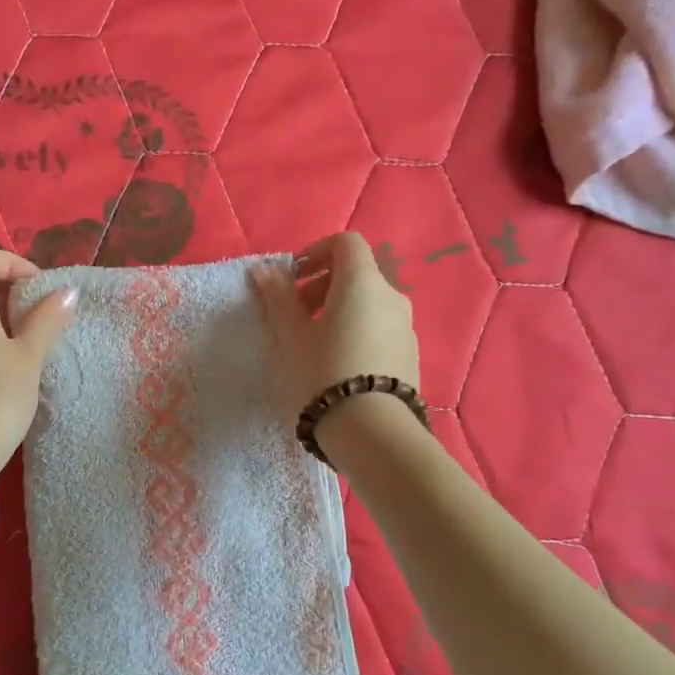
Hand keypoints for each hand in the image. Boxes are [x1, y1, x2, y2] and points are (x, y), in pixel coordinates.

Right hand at [250, 233, 420, 422]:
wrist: (372, 431)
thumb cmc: (324, 373)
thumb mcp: (292, 335)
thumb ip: (278, 297)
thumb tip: (263, 269)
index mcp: (363, 282)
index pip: (346, 243)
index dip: (316, 252)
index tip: (293, 278)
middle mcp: (391, 296)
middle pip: (357, 273)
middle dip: (323, 285)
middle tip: (296, 314)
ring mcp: (406, 327)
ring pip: (369, 303)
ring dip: (340, 310)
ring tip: (314, 343)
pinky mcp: (411, 355)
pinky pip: (380, 329)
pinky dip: (358, 331)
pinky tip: (338, 365)